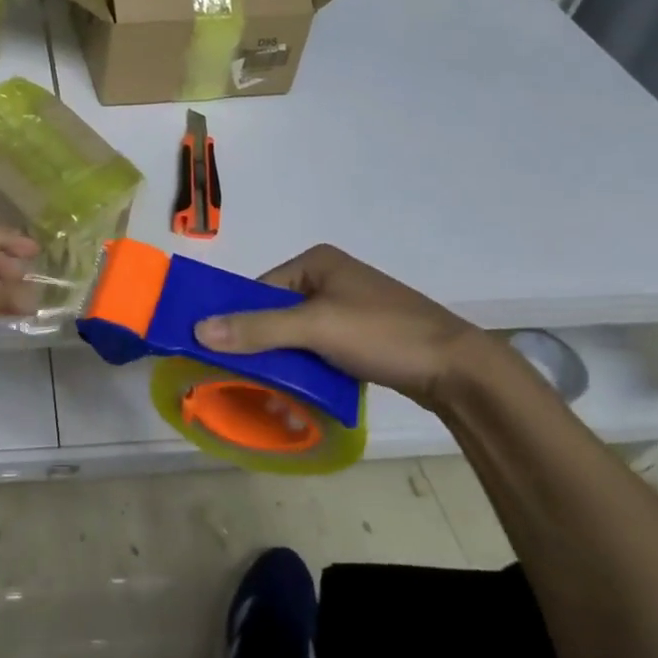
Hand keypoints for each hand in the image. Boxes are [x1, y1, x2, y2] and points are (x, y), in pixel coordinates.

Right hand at [191, 244, 490, 403]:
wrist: (459, 370)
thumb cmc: (382, 334)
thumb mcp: (315, 328)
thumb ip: (257, 328)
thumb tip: (198, 329)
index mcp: (317, 261)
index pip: (260, 289)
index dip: (239, 320)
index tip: (221, 355)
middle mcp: (330, 278)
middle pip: (277, 314)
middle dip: (263, 348)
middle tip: (246, 381)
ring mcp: (349, 308)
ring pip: (298, 336)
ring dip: (285, 364)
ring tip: (272, 396)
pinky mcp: (364, 337)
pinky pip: (321, 350)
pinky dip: (308, 371)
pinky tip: (301, 396)